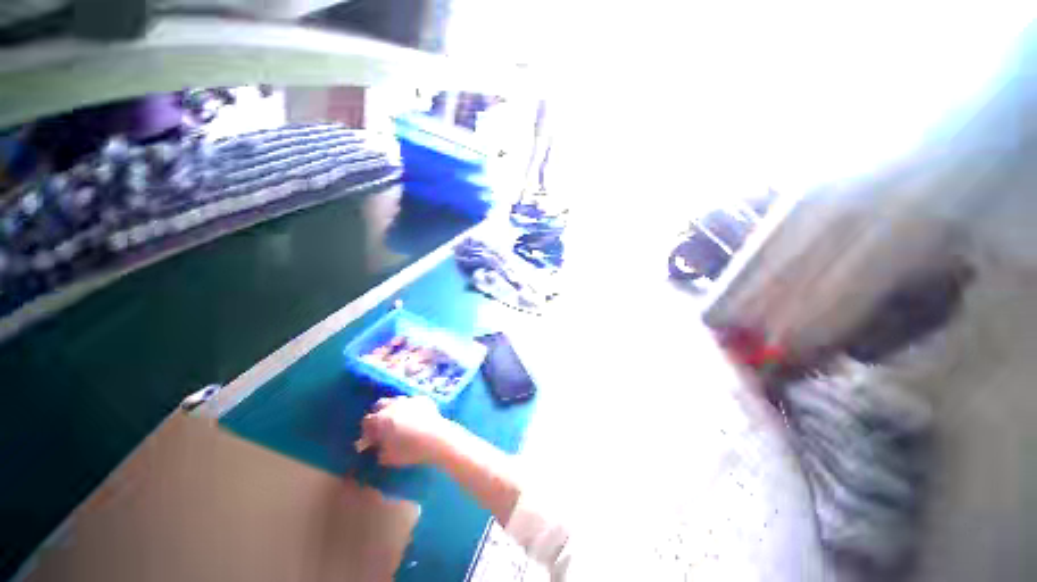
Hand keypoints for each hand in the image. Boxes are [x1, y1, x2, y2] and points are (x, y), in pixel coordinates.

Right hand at [360, 396, 453, 466]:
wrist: (435, 438)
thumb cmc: (409, 450)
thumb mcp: (387, 457)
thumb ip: (379, 450)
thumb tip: (378, 447)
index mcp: (380, 419)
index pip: (367, 421)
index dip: (367, 430)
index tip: (371, 438)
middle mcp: (393, 405)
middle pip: (380, 404)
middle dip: (379, 413)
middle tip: (382, 426)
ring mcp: (409, 399)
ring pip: (397, 400)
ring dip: (395, 408)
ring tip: (399, 420)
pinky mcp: (423, 399)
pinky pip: (413, 401)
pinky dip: (411, 408)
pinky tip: (415, 417)